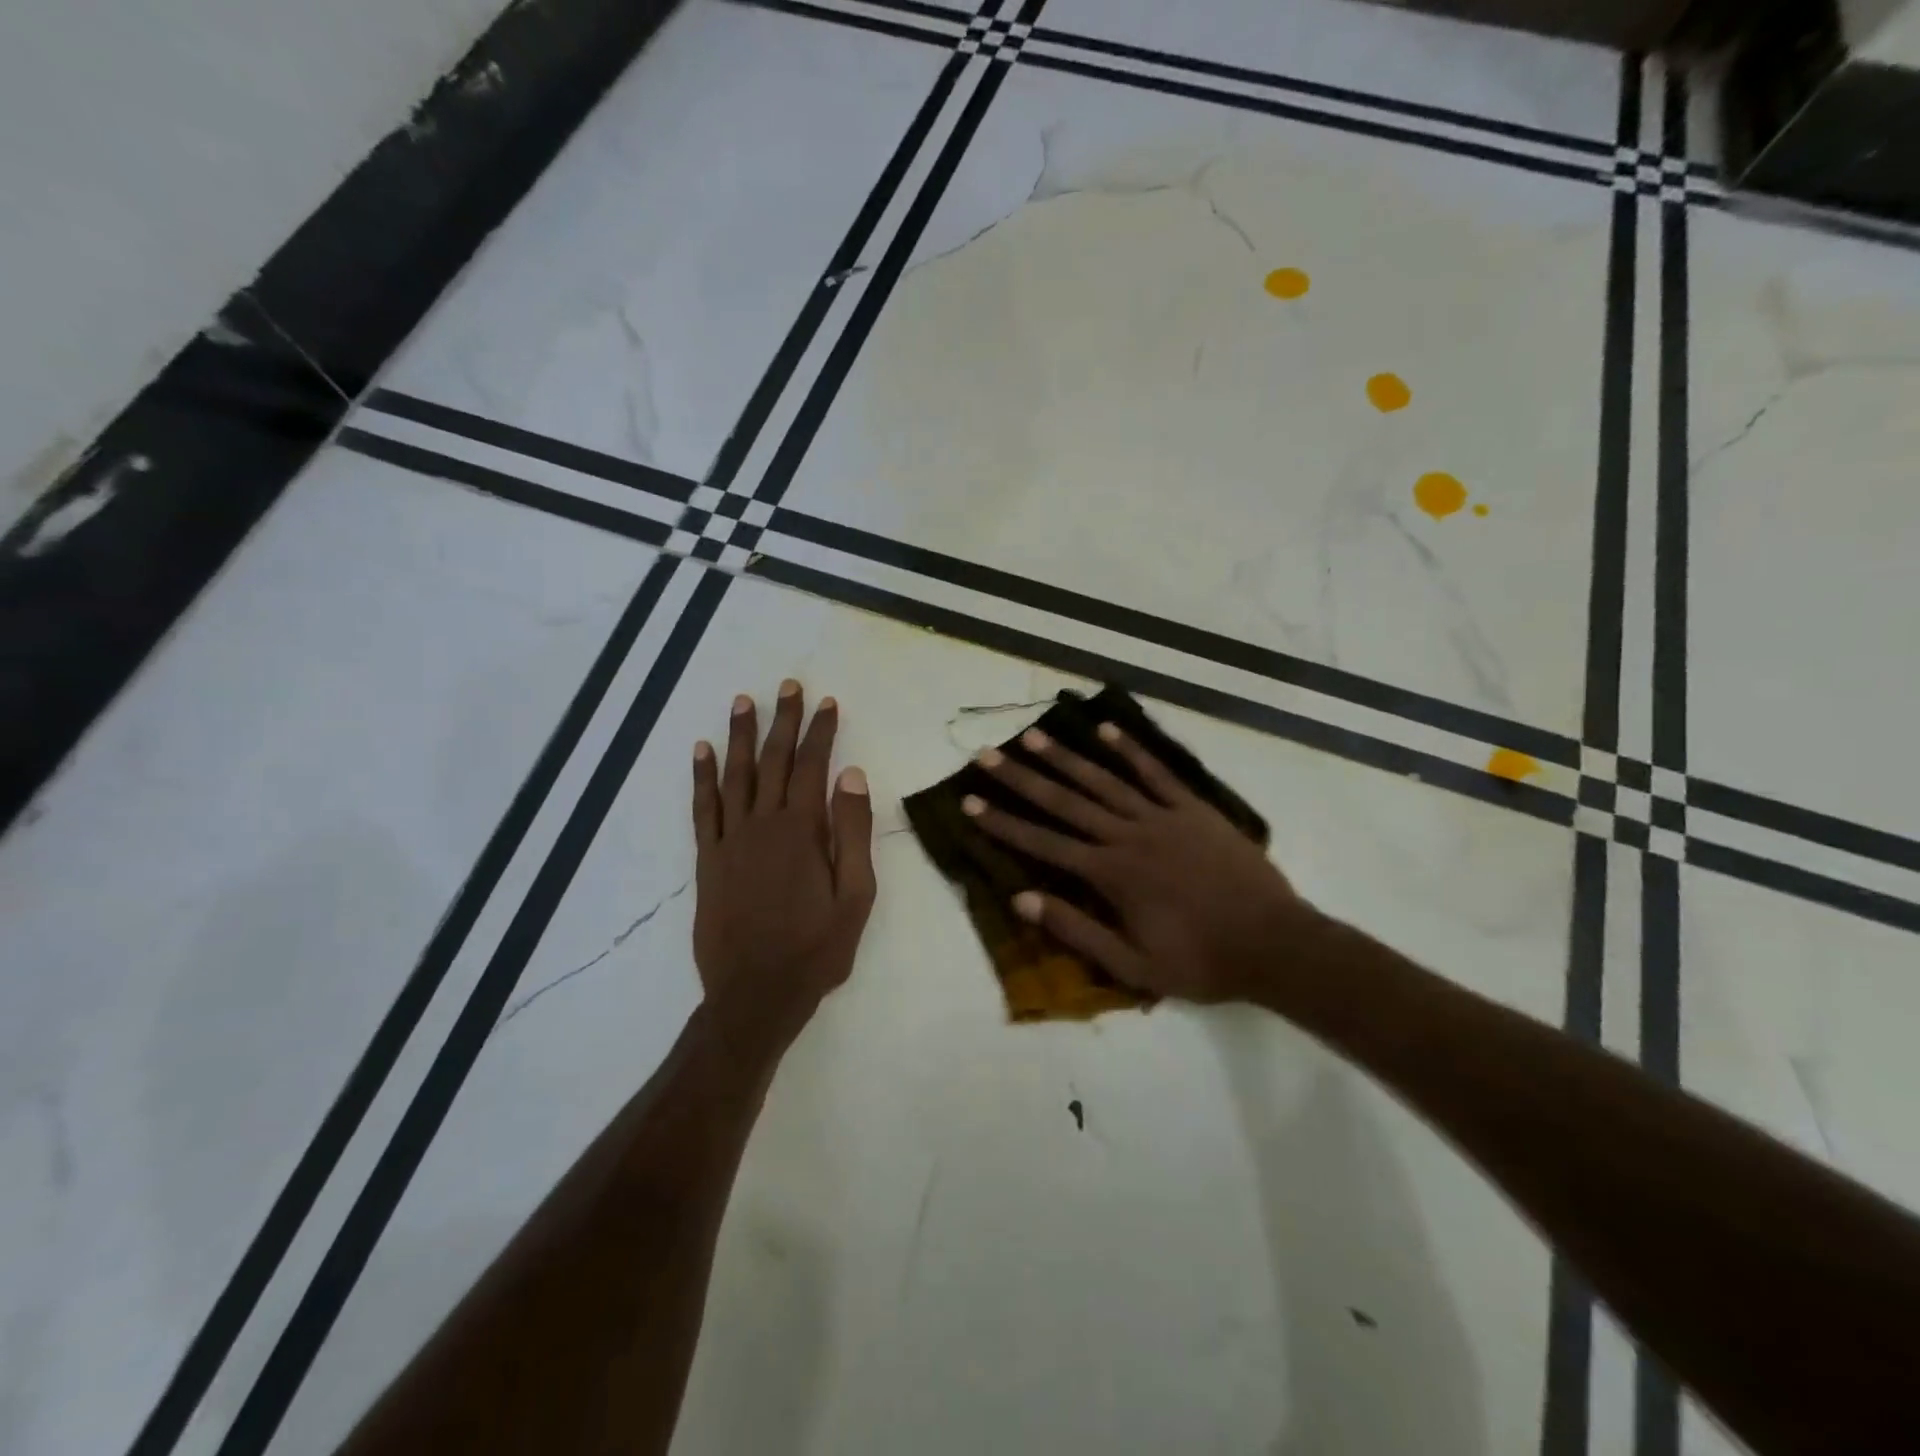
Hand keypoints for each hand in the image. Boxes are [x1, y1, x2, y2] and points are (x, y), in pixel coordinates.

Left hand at [691, 681, 875, 1039]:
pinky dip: (702, 777)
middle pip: (773, 760)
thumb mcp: (856, 896)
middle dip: (782, 721)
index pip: (812, 766)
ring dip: (739, 736)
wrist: (755, 994)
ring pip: (735, 775)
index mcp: (803, 830)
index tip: (827, 703)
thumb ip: (853, 833)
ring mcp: (731, 839)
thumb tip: (851, 775)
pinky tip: (701, 752)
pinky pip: (703, 808)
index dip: (820, 732)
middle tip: (788, 686)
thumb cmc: (816, 948)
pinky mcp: (708, 859)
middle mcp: (763, 824)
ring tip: (743, 701)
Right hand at [964, 720, 1313, 1003]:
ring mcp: (1162, 817)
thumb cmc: (1200, 962)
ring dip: (1066, 757)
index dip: (1003, 822)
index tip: (970, 801)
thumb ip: (1077, 931)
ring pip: (1104, 780)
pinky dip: (1130, 750)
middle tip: (988, 754)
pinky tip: (1106, 730)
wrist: (1274, 944)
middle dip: (1022, 778)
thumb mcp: (1132, 965)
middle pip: (1065, 801)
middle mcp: (1128, 836)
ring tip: (1034, 735)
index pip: (1043, 843)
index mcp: (1111, 875)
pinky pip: (1156, 773)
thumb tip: (1024, 899)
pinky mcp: (1193, 809)